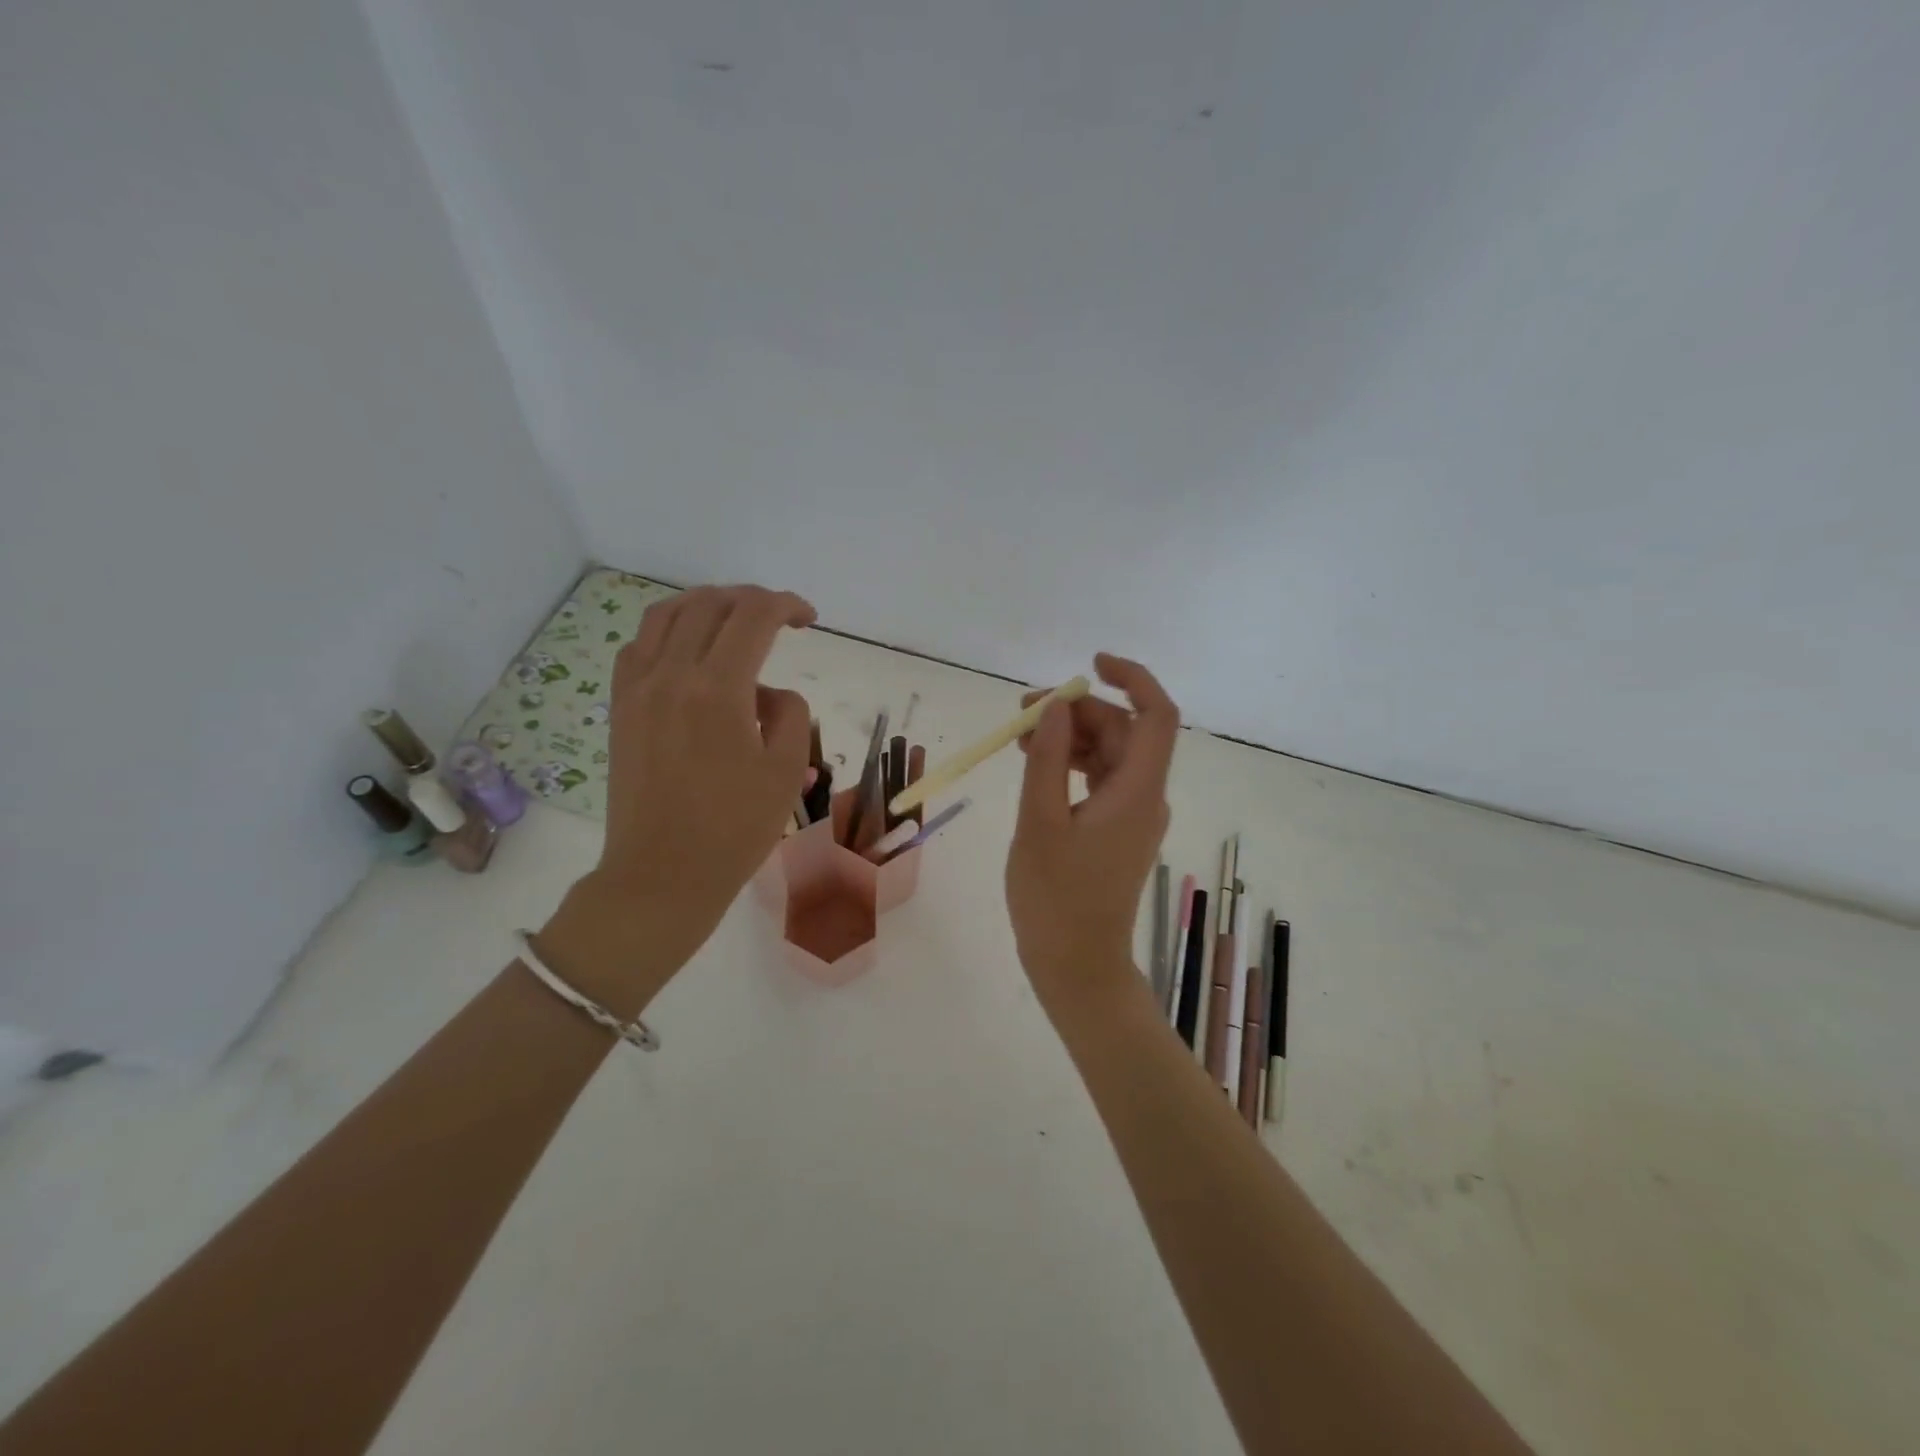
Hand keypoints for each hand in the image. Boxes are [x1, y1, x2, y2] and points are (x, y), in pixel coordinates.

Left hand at [539, 585, 815, 1002]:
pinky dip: (669, 632)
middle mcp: (671, 674)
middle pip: (710, 604)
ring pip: (667, 615)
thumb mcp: (786, 771)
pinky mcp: (620, 708)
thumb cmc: (734, 829)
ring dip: (707, 605)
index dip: (787, 605)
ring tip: (734, 621)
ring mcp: (637, 689)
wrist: (662, 874)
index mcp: (718, 689)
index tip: (808, 619)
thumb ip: (790, 713)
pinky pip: (640, 646)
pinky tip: (689, 653)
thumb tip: (769, 693)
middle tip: (779, 619)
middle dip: (751, 600)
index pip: (753, 616)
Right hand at [1005, 653, 1179, 1011]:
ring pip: (1108, 754)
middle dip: (1077, 711)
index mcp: (1137, 791)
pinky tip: (1035, 765)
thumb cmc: (1055, 897)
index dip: (1132, 679)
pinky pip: (1099, 780)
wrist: (1076, 964)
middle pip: (1123, 731)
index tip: (1090, 664)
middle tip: (1022, 712)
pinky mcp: (1116, 830)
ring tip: (1018, 738)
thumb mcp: (1039, 822)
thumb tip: (1054, 707)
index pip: (1156, 716)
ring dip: (1068, 737)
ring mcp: (1132, 814)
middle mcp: (1144, 796)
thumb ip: (1046, 760)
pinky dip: (1070, 765)